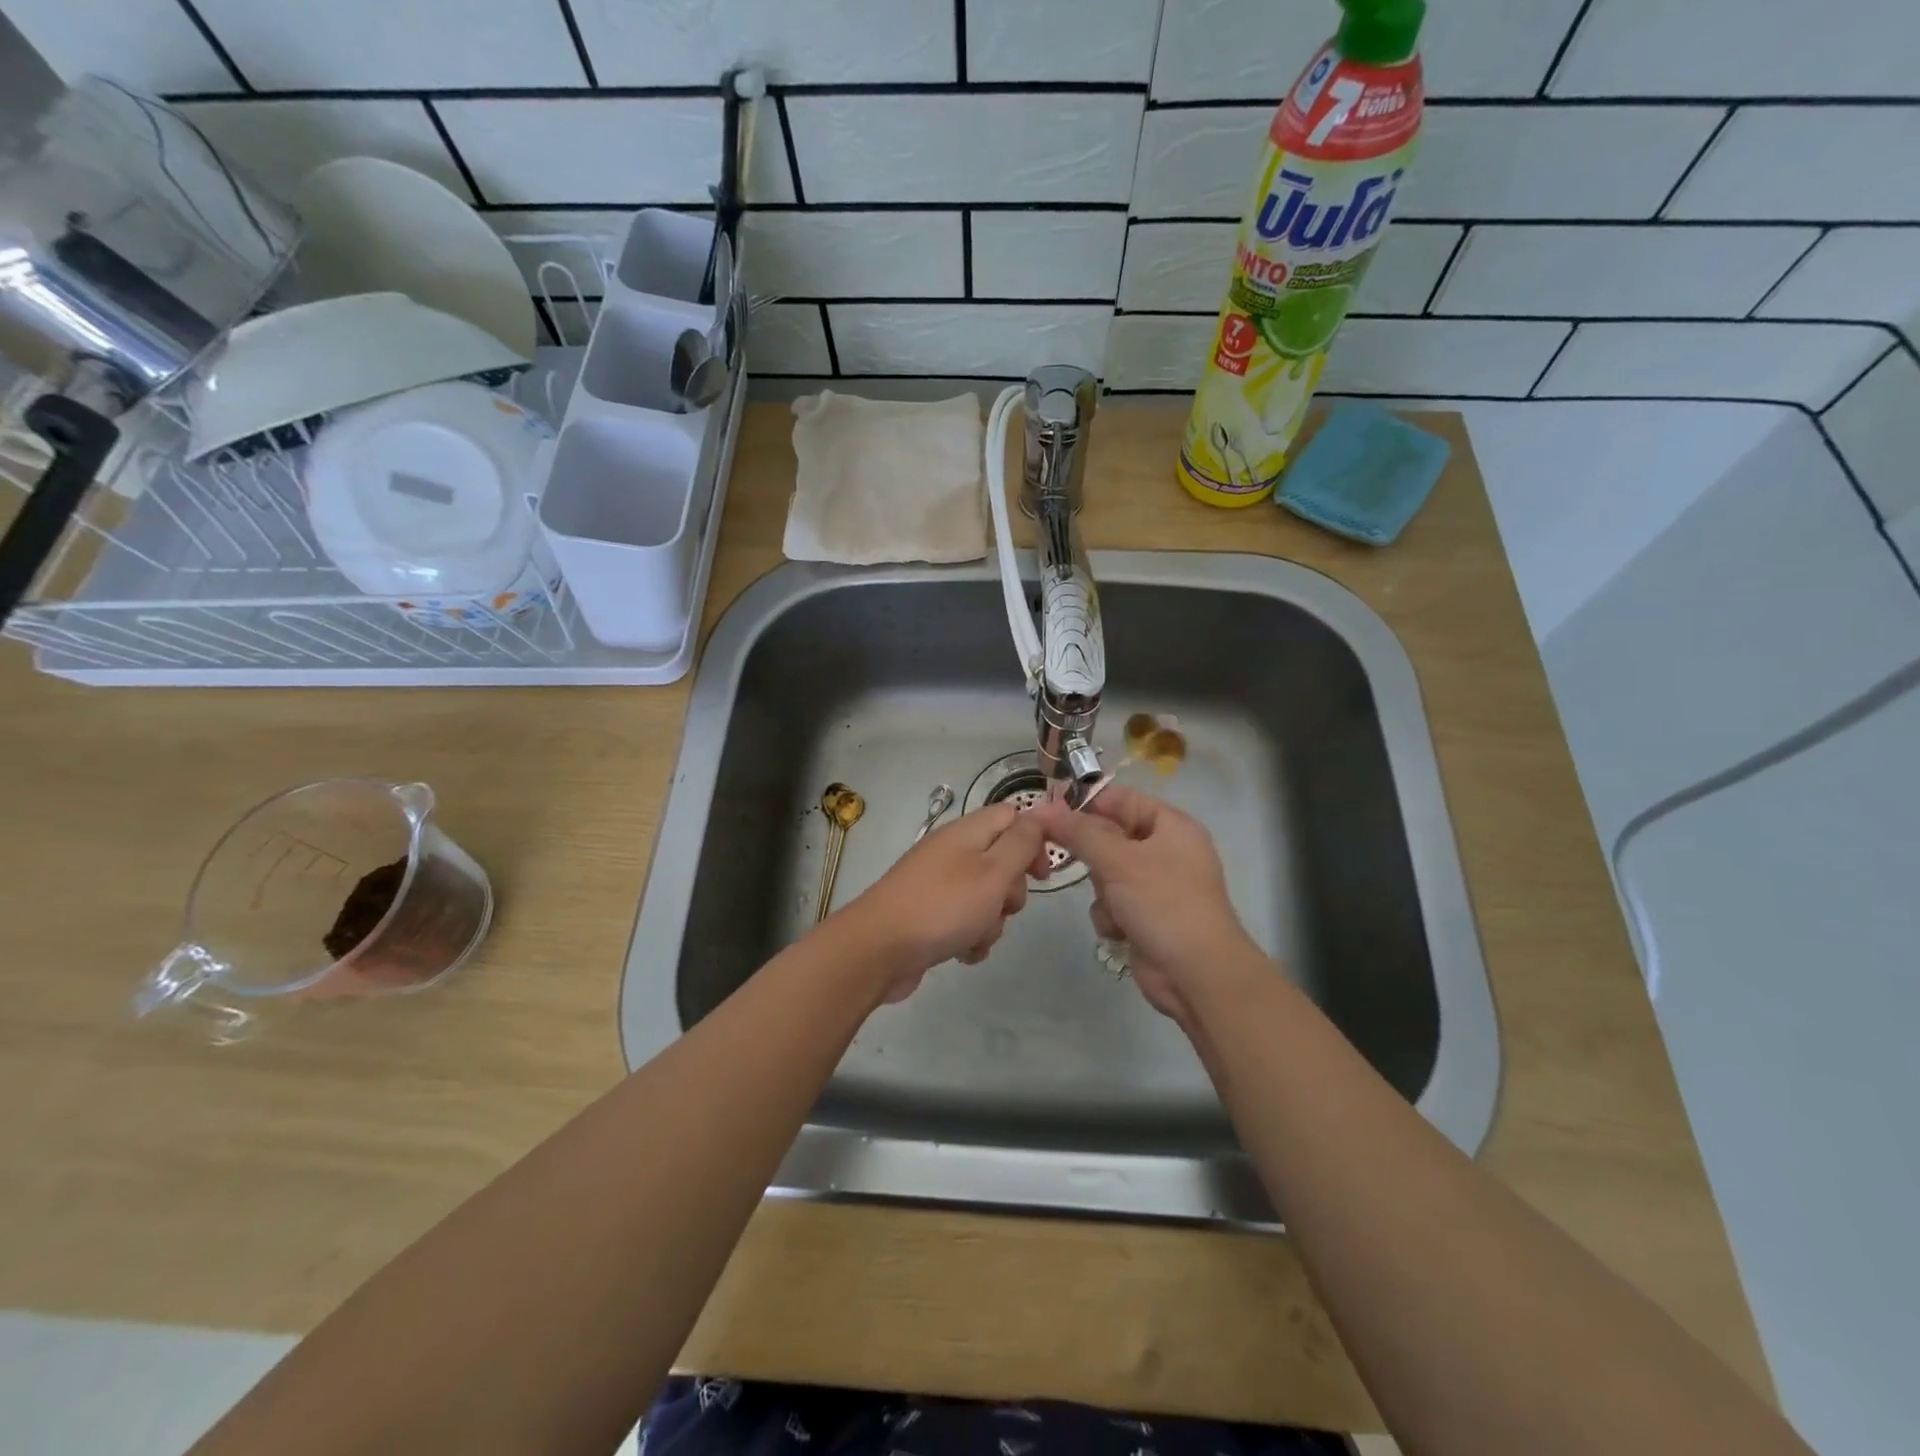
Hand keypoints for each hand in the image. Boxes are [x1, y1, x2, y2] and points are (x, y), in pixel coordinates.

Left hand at [832, 801, 1047, 1003]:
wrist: (878, 950)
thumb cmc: (943, 906)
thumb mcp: (993, 871)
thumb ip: (1021, 842)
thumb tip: (1039, 815)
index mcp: (966, 832)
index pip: (1012, 816)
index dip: (1033, 840)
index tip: (1041, 874)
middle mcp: (952, 852)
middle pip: (1002, 861)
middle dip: (1011, 891)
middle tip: (1001, 906)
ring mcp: (938, 884)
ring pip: (986, 897)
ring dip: (991, 921)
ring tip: (974, 935)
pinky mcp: (929, 914)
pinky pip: (965, 921)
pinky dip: (970, 937)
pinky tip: (962, 952)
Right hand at [1032, 786, 1259, 1025]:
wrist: (1197, 975)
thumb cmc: (1163, 903)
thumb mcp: (1118, 860)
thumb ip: (1079, 832)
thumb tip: (1043, 808)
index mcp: (1171, 826)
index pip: (1122, 799)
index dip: (1087, 802)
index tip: (1050, 811)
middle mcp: (1165, 851)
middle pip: (1110, 837)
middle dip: (1093, 856)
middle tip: (1067, 858)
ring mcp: (1156, 887)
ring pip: (1105, 873)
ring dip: (1101, 892)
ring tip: (1114, 906)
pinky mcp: (1146, 917)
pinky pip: (1112, 904)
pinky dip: (1110, 916)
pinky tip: (1119, 931)